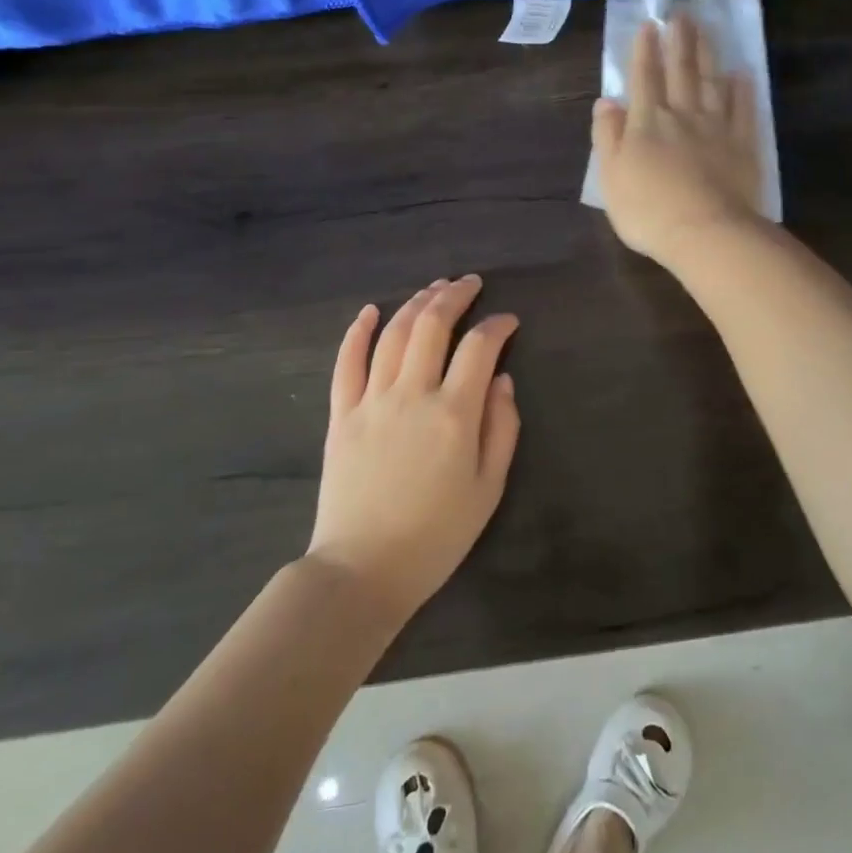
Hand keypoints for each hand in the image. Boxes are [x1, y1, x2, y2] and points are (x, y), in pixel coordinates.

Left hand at [308, 275, 520, 623]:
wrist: (364, 568)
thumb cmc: (437, 536)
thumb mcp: (488, 488)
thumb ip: (502, 428)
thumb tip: (501, 379)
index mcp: (454, 414)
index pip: (479, 348)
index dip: (498, 326)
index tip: (509, 321)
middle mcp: (412, 394)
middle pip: (432, 326)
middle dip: (454, 296)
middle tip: (470, 283)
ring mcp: (371, 400)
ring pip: (393, 334)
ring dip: (415, 304)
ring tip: (433, 288)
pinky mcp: (342, 414)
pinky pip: (347, 362)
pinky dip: (357, 331)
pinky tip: (370, 311)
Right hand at [592, 11, 765, 265]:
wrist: (705, 232)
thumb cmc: (648, 211)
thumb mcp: (610, 177)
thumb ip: (607, 136)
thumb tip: (606, 101)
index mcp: (646, 123)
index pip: (644, 78)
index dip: (645, 51)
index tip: (648, 25)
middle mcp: (682, 115)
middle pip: (680, 72)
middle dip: (679, 42)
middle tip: (681, 15)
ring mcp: (716, 128)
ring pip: (711, 83)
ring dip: (707, 55)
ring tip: (706, 30)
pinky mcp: (743, 145)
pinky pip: (743, 110)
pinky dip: (742, 90)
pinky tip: (742, 74)